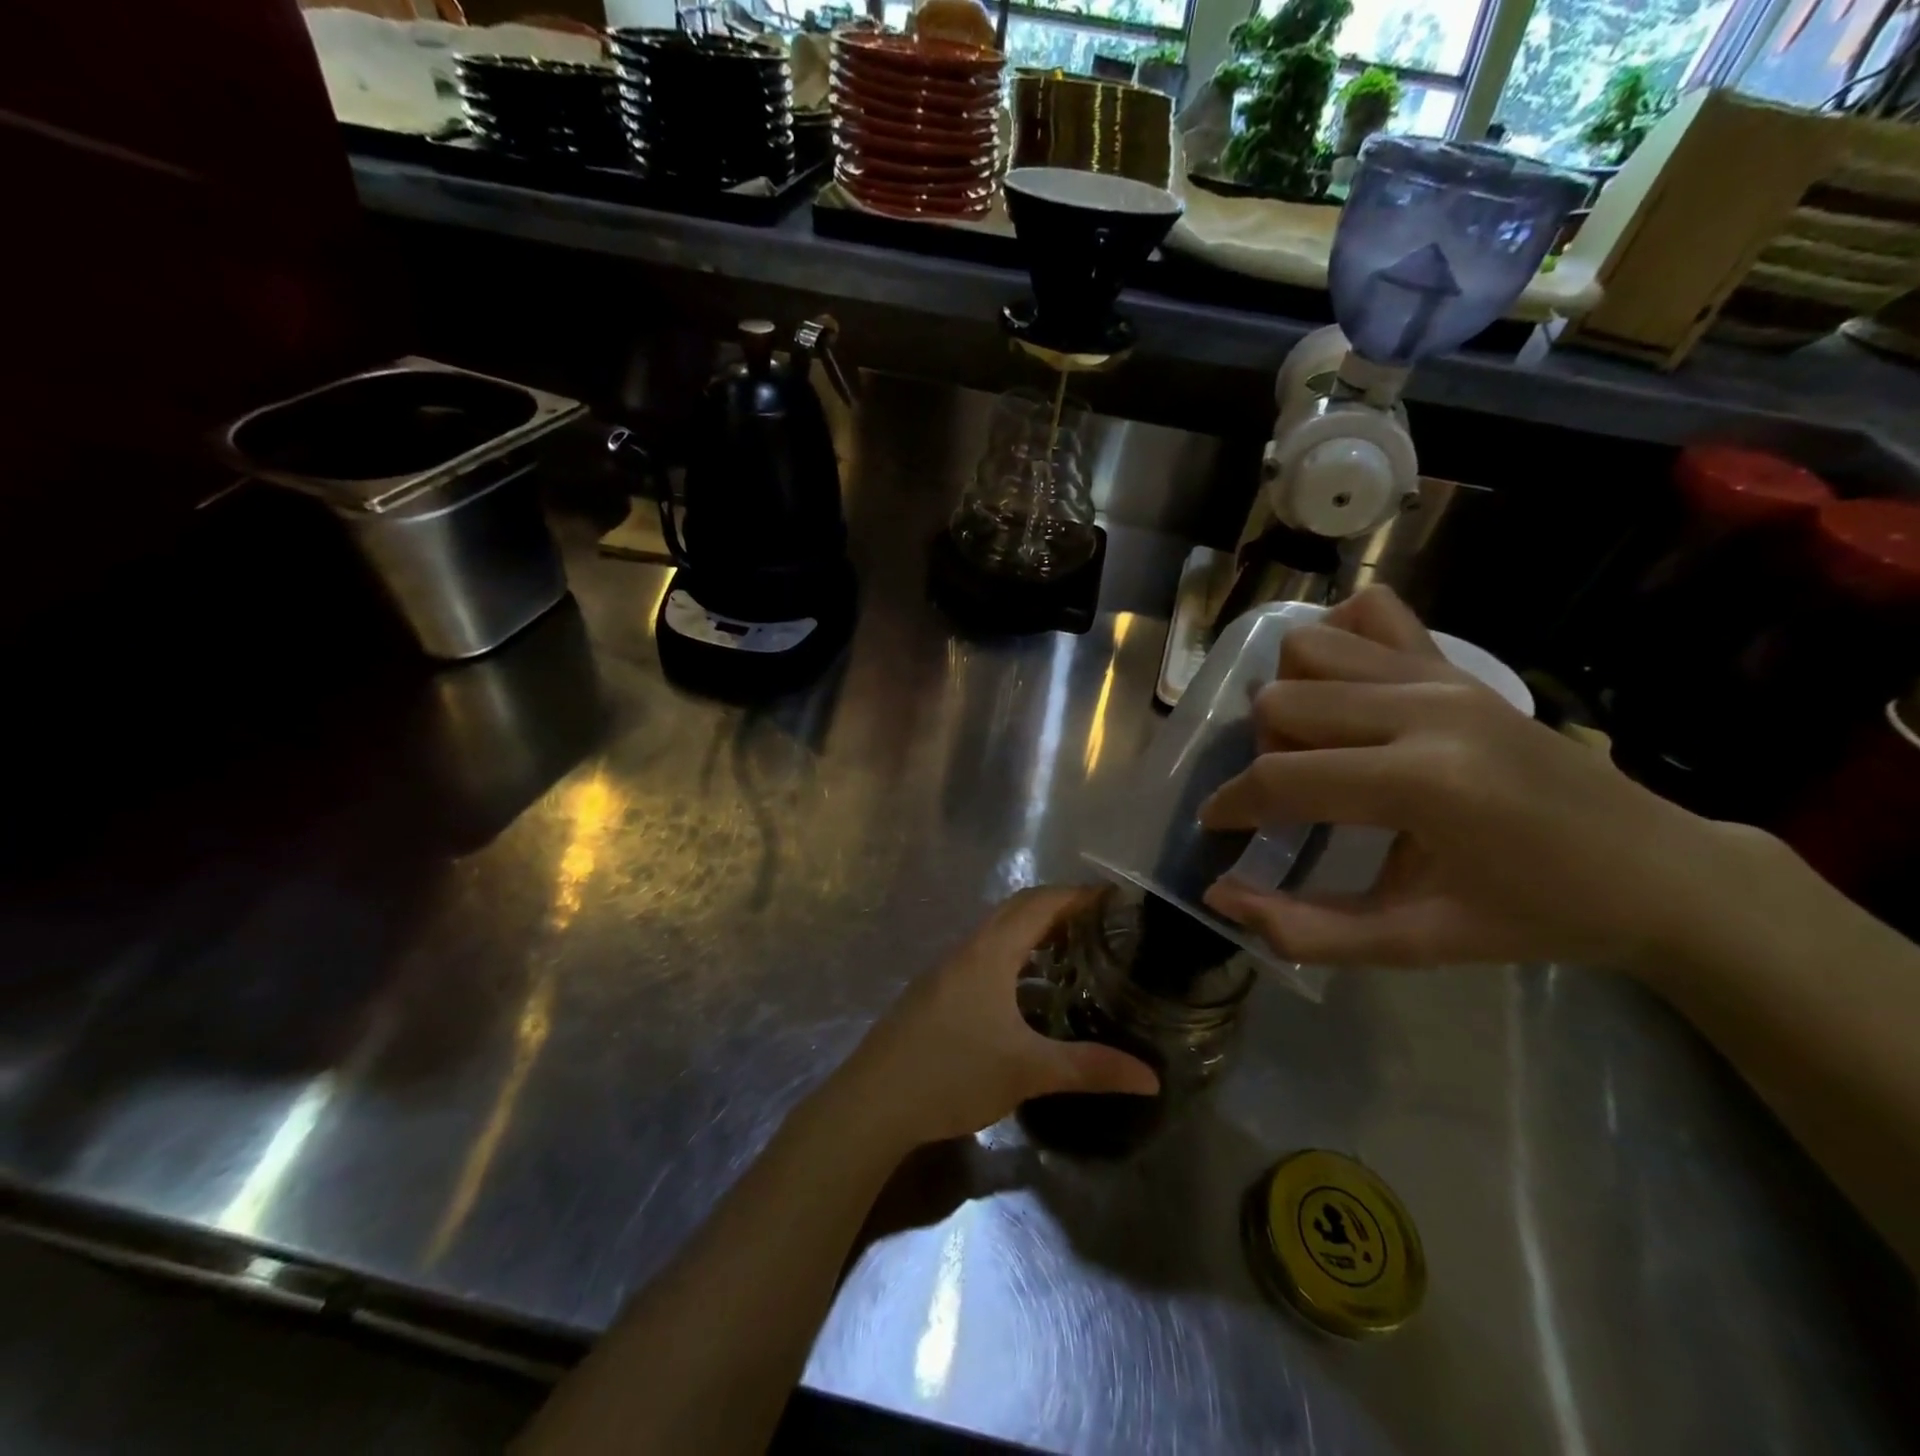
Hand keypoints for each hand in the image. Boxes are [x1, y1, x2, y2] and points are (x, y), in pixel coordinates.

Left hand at [834, 887, 1159, 1149]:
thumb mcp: (1028, 1071)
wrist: (873, 1102)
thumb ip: (1090, 1068)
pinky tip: (1025, 996)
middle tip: (1099, 924)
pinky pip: (981, 959)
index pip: (1039, 903)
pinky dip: (1011, 959)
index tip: (1113, 897)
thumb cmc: (953, 1073)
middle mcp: (966, 950)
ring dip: (1031, 935)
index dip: (1076, 895)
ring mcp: (944, 971)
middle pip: (1016, 911)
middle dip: (1057, 908)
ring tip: (1071, 955)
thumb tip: (1151, 1078)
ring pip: (995, 936)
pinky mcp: (933, 993)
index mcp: (990, 952)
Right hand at [1198, 586, 1743, 969]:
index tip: (1215, 826)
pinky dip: (1336, 641)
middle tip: (1290, 800)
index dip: (1230, 804)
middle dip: (1263, 755)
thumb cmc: (1536, 917)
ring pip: (1309, 648)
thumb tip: (1220, 896)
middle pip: (1281, 702)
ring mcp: (1444, 674)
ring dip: (1291, 698)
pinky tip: (1346, 693)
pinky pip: (1369, 613)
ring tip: (1319, 748)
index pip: (1282, 777)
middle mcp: (1426, 709)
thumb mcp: (1416, 943)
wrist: (1660, 872)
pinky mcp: (1458, 663)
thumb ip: (1308, 930)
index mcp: (1423, 783)